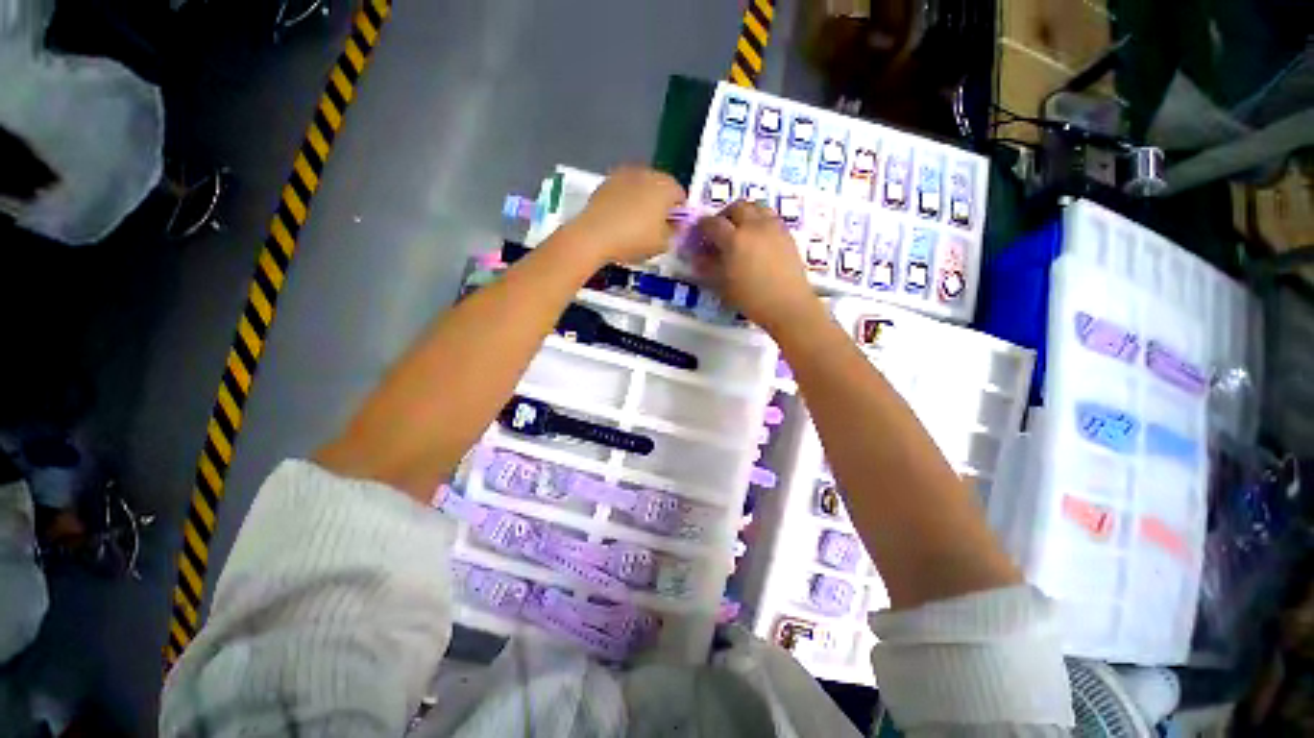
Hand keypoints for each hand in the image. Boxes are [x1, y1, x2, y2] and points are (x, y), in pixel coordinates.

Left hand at [565, 166, 685, 264]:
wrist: (594, 235)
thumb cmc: (634, 239)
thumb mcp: (663, 244)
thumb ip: (674, 232)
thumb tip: (675, 225)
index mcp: (665, 187)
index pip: (681, 195)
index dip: (679, 213)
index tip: (673, 228)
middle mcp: (647, 173)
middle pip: (660, 187)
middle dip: (660, 203)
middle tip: (655, 226)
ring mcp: (624, 174)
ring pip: (641, 186)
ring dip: (642, 199)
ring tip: (635, 222)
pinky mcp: (606, 181)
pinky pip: (623, 190)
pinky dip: (625, 200)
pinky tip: (619, 219)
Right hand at [693, 201, 820, 332]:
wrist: (787, 304)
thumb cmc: (751, 299)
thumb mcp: (723, 285)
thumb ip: (709, 267)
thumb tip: (699, 256)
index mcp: (734, 240)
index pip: (713, 223)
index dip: (703, 227)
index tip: (700, 234)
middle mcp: (754, 226)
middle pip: (737, 207)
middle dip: (725, 215)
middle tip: (720, 231)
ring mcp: (773, 227)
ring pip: (756, 207)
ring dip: (744, 214)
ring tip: (740, 230)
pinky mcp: (787, 233)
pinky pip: (771, 217)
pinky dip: (760, 220)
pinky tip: (758, 238)